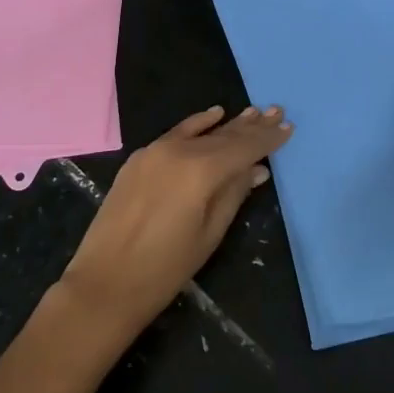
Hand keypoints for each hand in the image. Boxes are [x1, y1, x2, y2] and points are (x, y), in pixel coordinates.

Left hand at [55, 105, 291, 345]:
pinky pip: (175, 134)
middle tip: (276, 110)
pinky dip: (196, 125)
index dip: (267, 139)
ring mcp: (155, 151)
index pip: (244, 147)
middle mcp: (179, 151)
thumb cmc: (165, 268)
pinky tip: (213, 114)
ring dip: (228, 124)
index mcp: (201, 171)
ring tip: (253, 112)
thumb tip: (256, 169)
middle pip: (223, 135)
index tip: (288, 126)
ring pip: (200, 132)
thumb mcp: (209, 233)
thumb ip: (233, 194)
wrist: (105, 281)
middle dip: (252, 126)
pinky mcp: (138, 159)